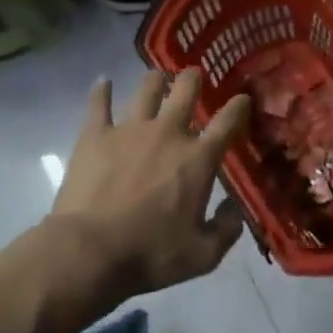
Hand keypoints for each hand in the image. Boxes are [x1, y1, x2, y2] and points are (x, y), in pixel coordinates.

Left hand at [51, 70, 251, 302]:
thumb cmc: (151, 254)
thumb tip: (234, 210)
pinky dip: (101, 90)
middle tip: (194, 77)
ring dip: (155, 80)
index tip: (242, 98)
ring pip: (147, 89)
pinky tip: (102, 81)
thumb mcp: (202, 255)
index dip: (238, 107)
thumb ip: (226, 230)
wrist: (90, 250)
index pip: (227, 123)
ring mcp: (129, 129)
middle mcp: (168, 133)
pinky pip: (99, 103)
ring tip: (157, 78)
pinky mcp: (96, 134)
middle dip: (193, 79)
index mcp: (197, 159)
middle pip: (186, 90)